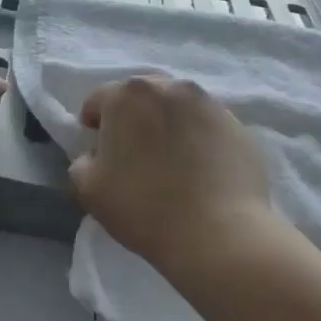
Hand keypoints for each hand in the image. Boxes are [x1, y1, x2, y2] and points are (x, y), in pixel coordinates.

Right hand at [69, 76, 272, 273]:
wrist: (218, 234)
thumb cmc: (143, 207)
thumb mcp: (87, 189)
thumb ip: (82, 161)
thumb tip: (97, 155)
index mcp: (128, 94)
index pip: (98, 101)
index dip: (93, 127)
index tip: (99, 154)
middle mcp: (170, 87)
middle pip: (141, 98)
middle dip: (133, 120)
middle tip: (134, 157)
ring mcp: (210, 104)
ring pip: (177, 109)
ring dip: (167, 127)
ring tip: (171, 164)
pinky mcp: (239, 126)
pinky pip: (207, 128)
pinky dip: (198, 141)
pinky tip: (200, 173)